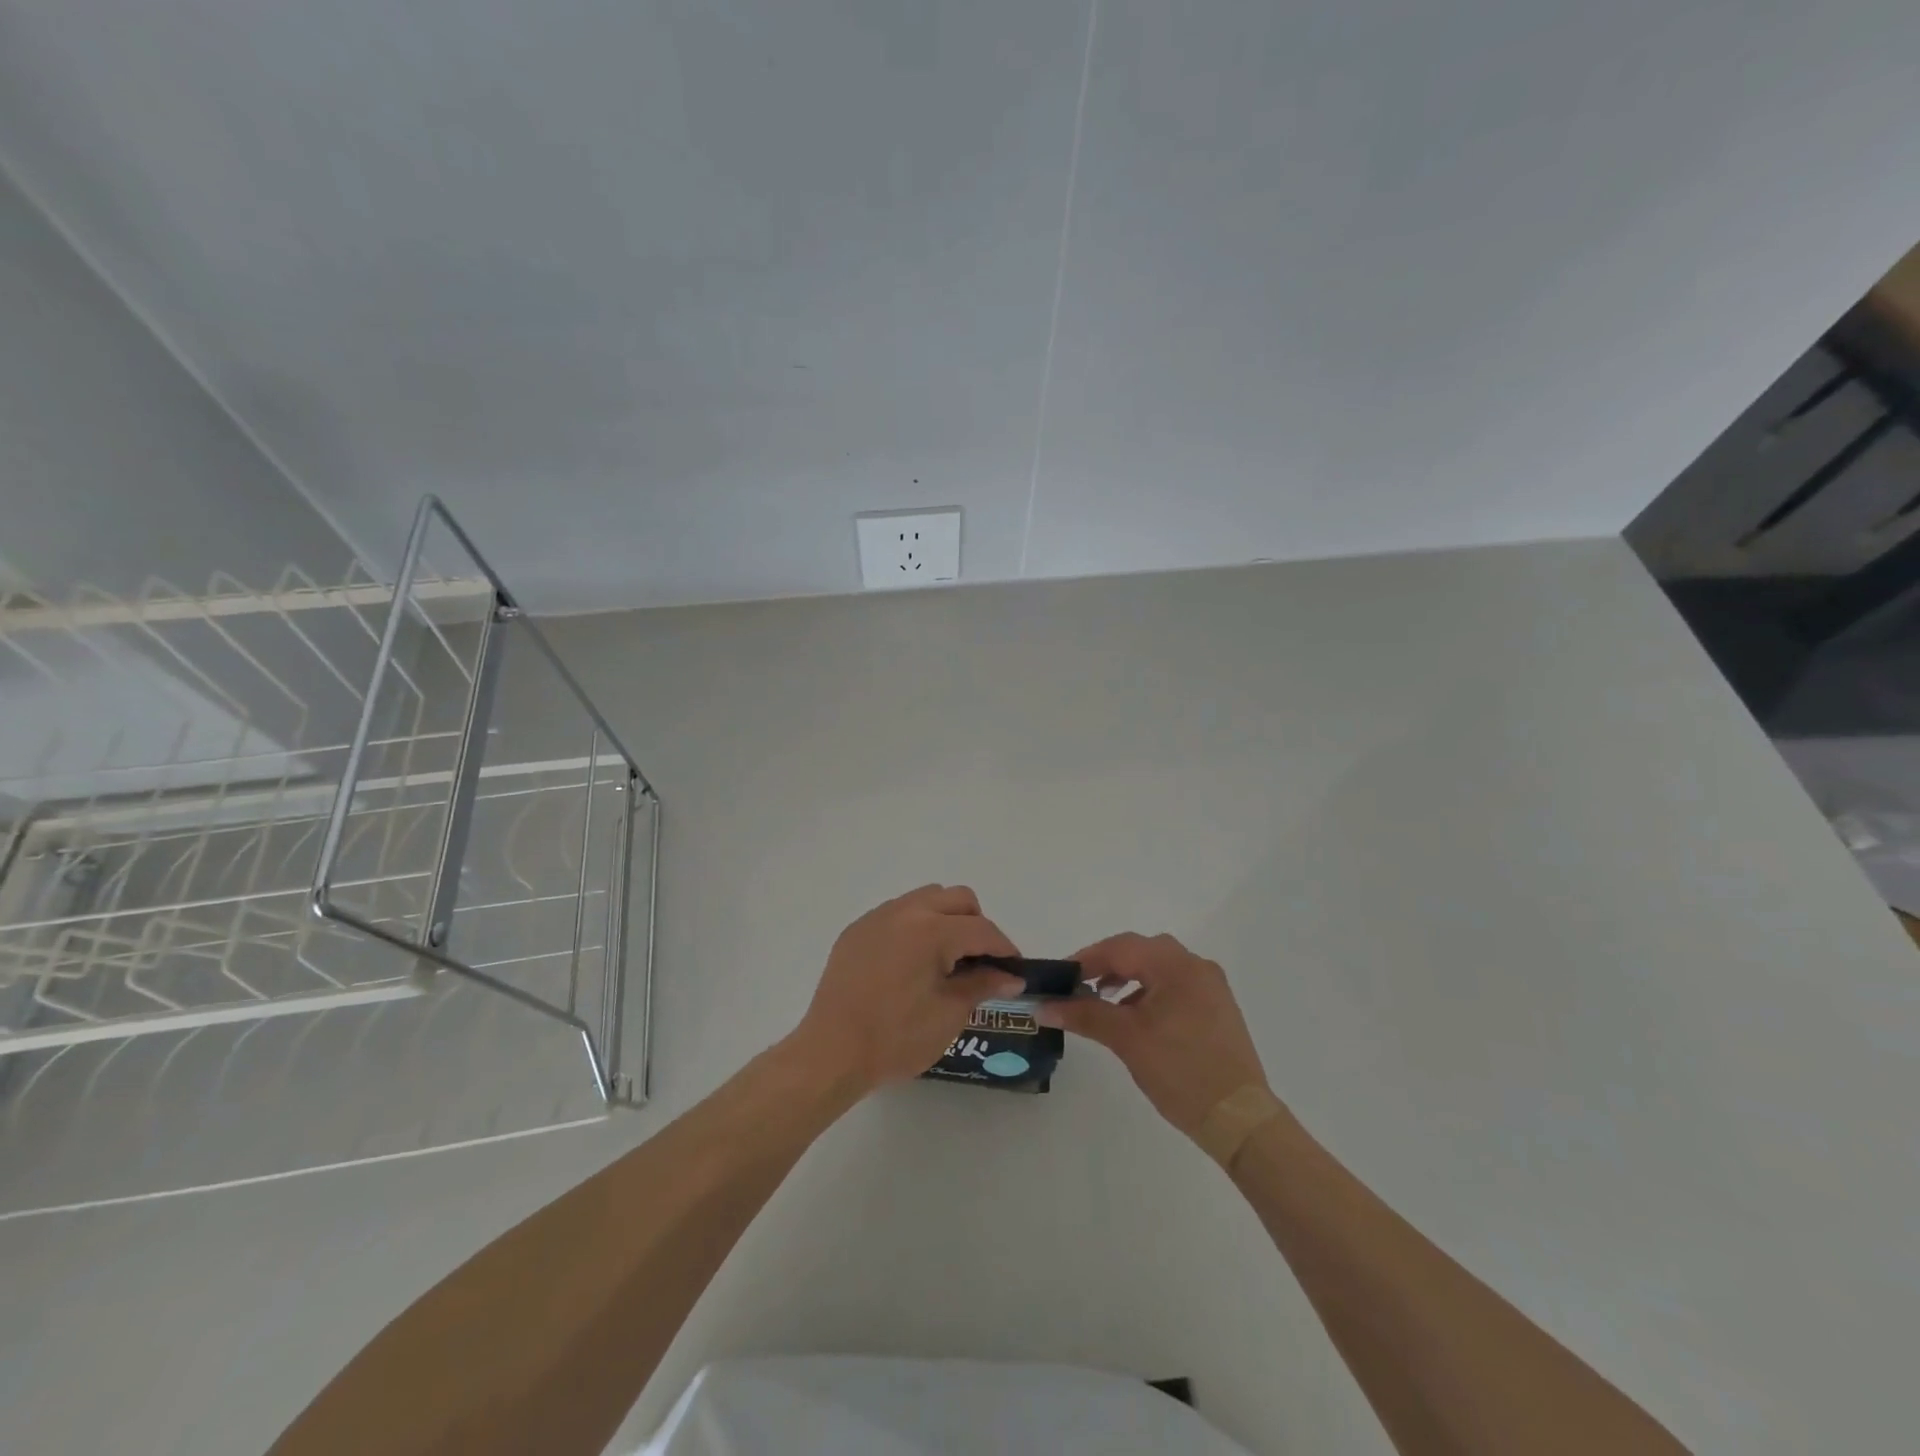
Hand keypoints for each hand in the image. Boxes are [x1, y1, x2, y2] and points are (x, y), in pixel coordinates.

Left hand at [791, 885, 1025, 1096]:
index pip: (981, 929)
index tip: (1014, 969)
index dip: (1004, 948)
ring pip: (926, 898)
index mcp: (931, 930)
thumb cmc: (895, 1038)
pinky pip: (897, 913)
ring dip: (945, 919)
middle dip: (976, 924)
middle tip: (979, 961)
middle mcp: (905, 911)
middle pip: (957, 898)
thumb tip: (1010, 976)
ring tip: (945, 959)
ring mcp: (877, 917)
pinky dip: (915, 927)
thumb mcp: (948, 1015)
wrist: (831, 1053)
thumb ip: (982, 985)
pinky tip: (911, 963)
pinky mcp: (856, 930)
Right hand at [1039, 932, 1268, 1138]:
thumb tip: (1043, 1006)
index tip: (1059, 977)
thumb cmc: (1181, 1071)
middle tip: (1078, 986)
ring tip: (1102, 1000)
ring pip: (1158, 967)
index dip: (1086, 959)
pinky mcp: (1216, 1008)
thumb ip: (1085, 1014)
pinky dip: (1149, 991)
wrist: (1240, 1119)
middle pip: (1141, 950)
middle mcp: (1196, 966)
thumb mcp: (1126, 1039)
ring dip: (1127, 977)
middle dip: (1106, 964)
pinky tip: (1135, 1016)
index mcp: (1176, 965)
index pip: (1120, 947)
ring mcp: (1210, 987)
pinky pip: (1174, 985)